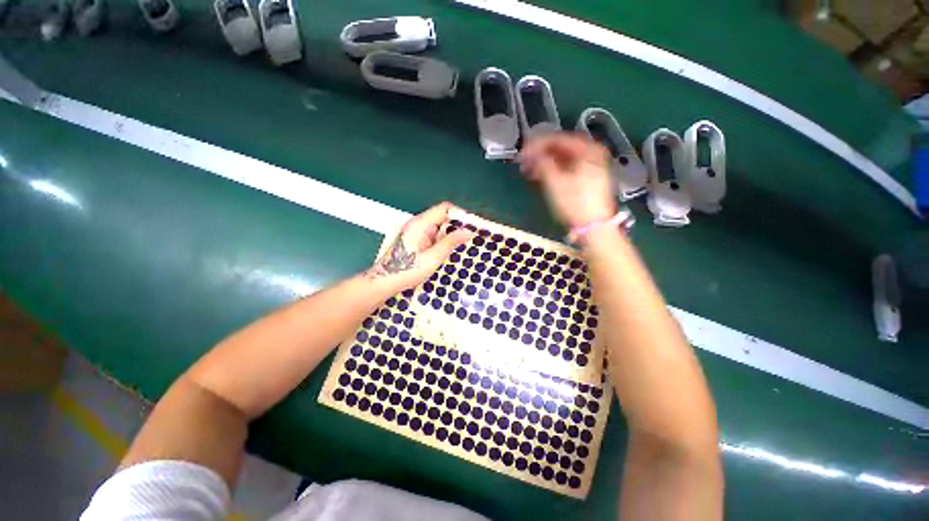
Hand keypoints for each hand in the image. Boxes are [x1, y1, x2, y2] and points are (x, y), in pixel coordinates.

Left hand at [367, 202, 473, 291]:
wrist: (384, 282)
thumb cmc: (407, 270)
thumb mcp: (433, 258)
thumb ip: (450, 242)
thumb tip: (468, 231)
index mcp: (421, 224)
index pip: (444, 208)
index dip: (460, 214)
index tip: (472, 225)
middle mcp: (417, 223)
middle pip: (441, 216)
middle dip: (457, 225)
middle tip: (470, 237)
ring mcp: (414, 231)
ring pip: (437, 226)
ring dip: (450, 234)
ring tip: (463, 245)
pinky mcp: (414, 239)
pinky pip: (432, 234)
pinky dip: (442, 240)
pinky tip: (448, 250)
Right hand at [519, 132, 616, 228]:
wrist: (593, 227)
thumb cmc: (575, 203)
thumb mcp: (555, 182)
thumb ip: (541, 163)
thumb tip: (530, 154)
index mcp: (588, 149)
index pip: (557, 139)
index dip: (536, 144)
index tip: (522, 152)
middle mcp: (592, 153)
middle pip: (560, 148)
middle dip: (539, 153)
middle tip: (523, 161)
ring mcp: (591, 167)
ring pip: (562, 158)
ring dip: (544, 162)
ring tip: (528, 170)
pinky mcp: (587, 179)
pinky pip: (566, 168)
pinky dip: (552, 170)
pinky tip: (540, 175)